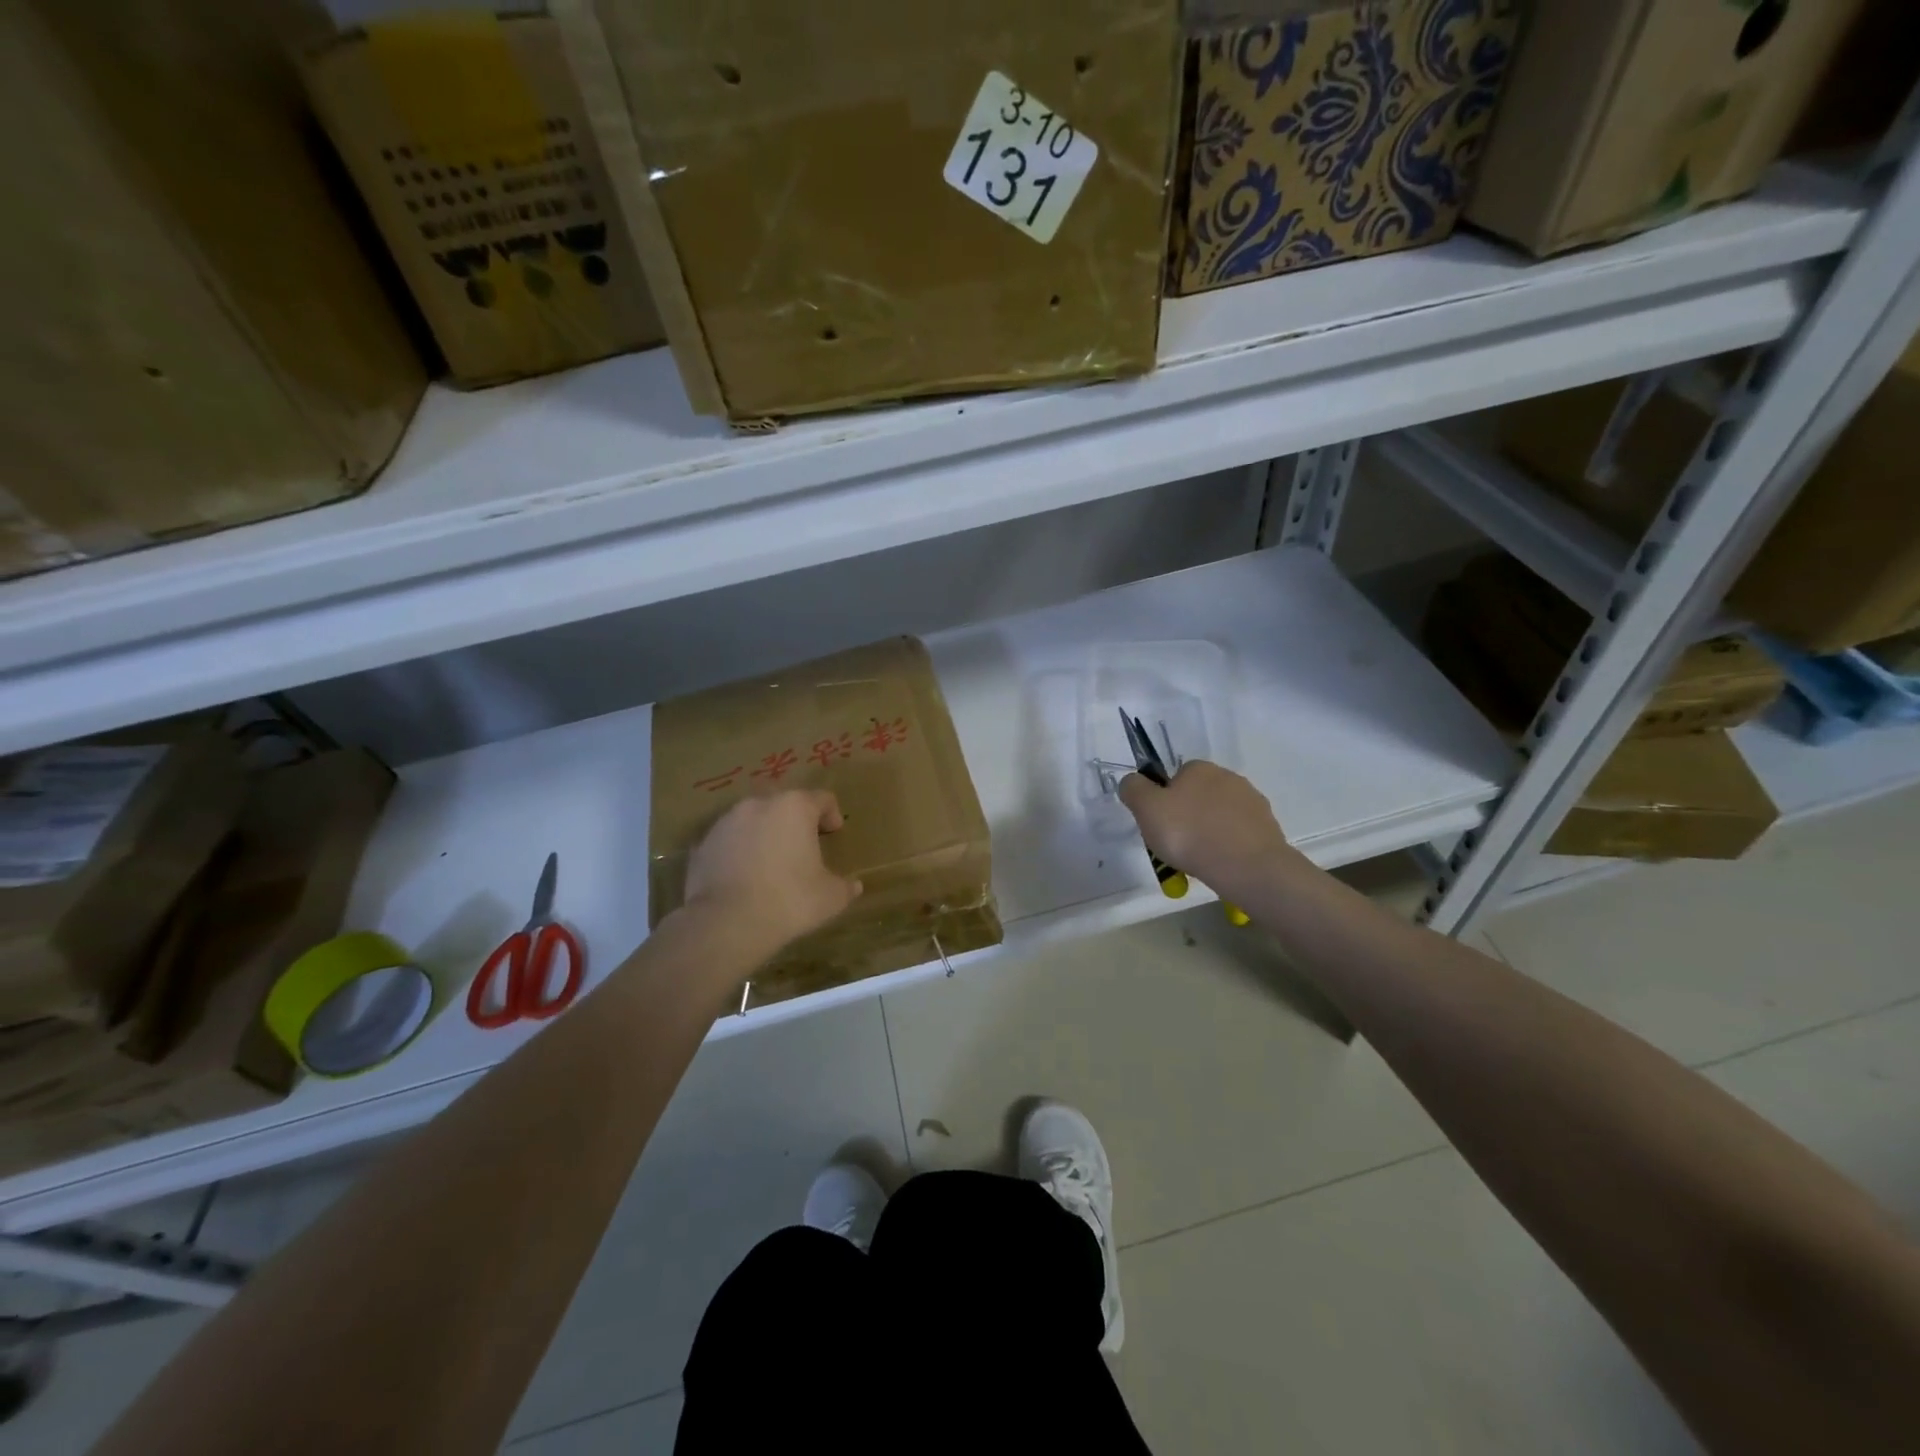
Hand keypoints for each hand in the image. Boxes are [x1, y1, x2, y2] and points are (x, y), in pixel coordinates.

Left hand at [682, 791, 861, 955]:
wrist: (726, 922)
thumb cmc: (789, 900)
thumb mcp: (830, 897)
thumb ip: (845, 887)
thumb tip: (853, 886)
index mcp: (795, 807)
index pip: (822, 798)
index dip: (832, 814)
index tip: (834, 832)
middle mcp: (759, 804)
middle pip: (784, 803)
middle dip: (795, 821)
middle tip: (804, 845)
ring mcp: (726, 822)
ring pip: (753, 819)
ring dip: (764, 833)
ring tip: (771, 861)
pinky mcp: (702, 844)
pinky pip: (729, 841)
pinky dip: (739, 851)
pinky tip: (744, 876)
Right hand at [1118, 761, 1298, 901]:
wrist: (1247, 866)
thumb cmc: (1189, 833)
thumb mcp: (1146, 808)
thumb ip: (1133, 789)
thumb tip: (1132, 782)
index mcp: (1199, 768)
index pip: (1175, 777)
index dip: (1164, 800)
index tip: (1160, 825)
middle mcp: (1228, 777)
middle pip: (1198, 796)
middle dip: (1187, 817)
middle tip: (1176, 845)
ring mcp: (1252, 802)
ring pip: (1219, 816)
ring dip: (1209, 832)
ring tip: (1199, 860)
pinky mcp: (1267, 827)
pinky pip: (1238, 834)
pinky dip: (1228, 845)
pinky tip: (1221, 863)